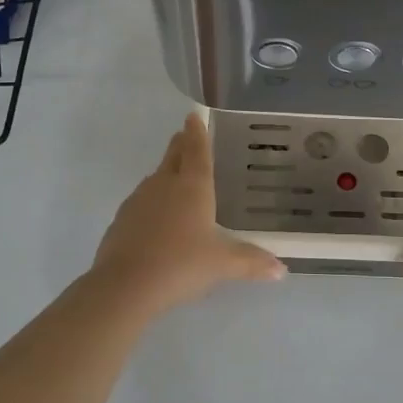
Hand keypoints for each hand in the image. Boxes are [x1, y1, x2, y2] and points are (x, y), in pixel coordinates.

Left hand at [90, 112, 285, 316]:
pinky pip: (141, 203)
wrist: (125, 285)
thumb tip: (281, 270)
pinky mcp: (121, 220)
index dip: (197, 133)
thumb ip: (251, 262)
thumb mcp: (222, 265)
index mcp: (192, 187)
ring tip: (175, 179)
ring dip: (166, 174)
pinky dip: (152, 203)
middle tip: (185, 136)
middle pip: (173, 157)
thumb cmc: (182, 264)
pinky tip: (157, 220)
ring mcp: (138, 201)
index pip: (197, 151)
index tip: (193, 116)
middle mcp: (164, 185)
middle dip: (180, 145)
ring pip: (155, 179)